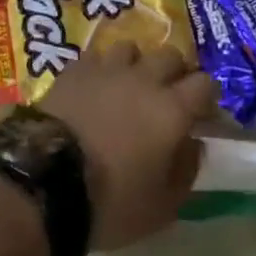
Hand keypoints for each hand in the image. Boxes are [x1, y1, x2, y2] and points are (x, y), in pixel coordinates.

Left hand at [38, 42, 218, 250]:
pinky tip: (96, 86)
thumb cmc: (112, 202)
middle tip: (169, 95)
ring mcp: (108, 68)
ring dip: (137, 64)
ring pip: (133, 48)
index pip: (205, 83)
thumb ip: (186, 171)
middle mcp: (144, 78)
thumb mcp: (162, 207)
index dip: (208, 96)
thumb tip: (194, 144)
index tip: (204, 112)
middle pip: (171, 56)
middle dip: (176, 72)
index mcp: (172, 109)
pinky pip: (97, 56)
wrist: (48, 182)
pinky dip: (102, 68)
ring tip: (130, 85)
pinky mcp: (76, 68)